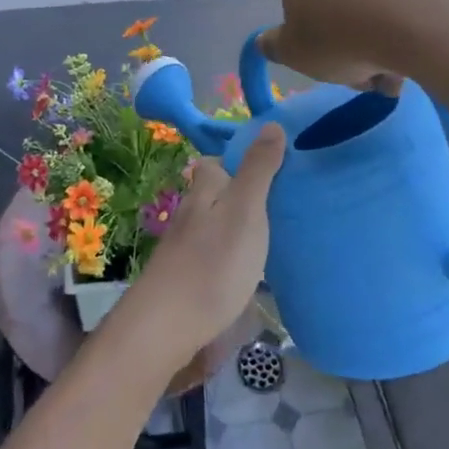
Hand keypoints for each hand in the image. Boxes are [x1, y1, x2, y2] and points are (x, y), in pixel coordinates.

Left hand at [118, 125, 286, 370]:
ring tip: (273, 236)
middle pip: (214, 195)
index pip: (214, 163)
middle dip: (240, 195)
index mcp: (203, 190)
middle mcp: (189, 213)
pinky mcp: (186, 277)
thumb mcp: (245, 209)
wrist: (168, 324)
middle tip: (280, 204)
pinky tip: (249, 270)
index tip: (270, 167)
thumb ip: (258, 169)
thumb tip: (271, 124)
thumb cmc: (213, 261)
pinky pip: (213, 254)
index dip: (237, 161)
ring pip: (214, 225)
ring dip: (237, 227)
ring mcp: (184, 247)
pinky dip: (231, 254)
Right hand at [256, 0, 407, 95]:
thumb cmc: (335, 36)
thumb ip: (273, 46)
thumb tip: (266, 41)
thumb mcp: (290, 53)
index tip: (317, 57)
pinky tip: (408, 64)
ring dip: (372, 48)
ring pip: (366, 14)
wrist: (415, 21)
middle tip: (354, 75)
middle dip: (342, 44)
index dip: (302, 32)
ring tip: (386, 79)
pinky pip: (398, 13)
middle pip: (331, 7)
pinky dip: (399, 38)